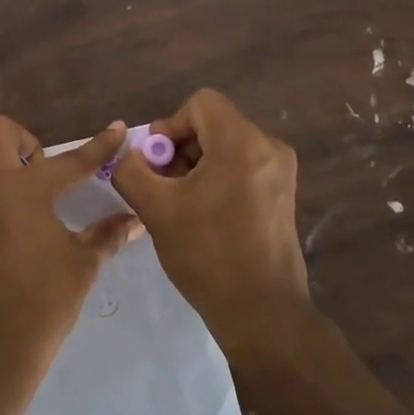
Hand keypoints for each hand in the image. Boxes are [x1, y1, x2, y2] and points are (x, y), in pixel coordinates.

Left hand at [0, 117, 143, 401]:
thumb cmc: (39, 307)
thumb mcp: (80, 267)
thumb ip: (106, 235)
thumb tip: (135, 220)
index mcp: (23, 189)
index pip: (69, 160)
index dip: (98, 146)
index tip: (117, 129)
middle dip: (26, 142)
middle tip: (44, 173)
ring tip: (20, 193)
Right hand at [111, 89, 314, 358]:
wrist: (260, 310)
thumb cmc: (207, 254)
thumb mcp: (156, 208)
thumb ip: (131, 170)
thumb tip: (130, 155)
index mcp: (242, 143)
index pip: (200, 104)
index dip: (169, 126)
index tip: (156, 164)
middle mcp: (269, 148)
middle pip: (213, 124)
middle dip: (180, 149)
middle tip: (161, 187)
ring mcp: (281, 172)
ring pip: (226, 147)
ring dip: (195, 166)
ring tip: (179, 205)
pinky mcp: (283, 194)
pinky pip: (242, 168)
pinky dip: (216, 179)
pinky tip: (202, 215)